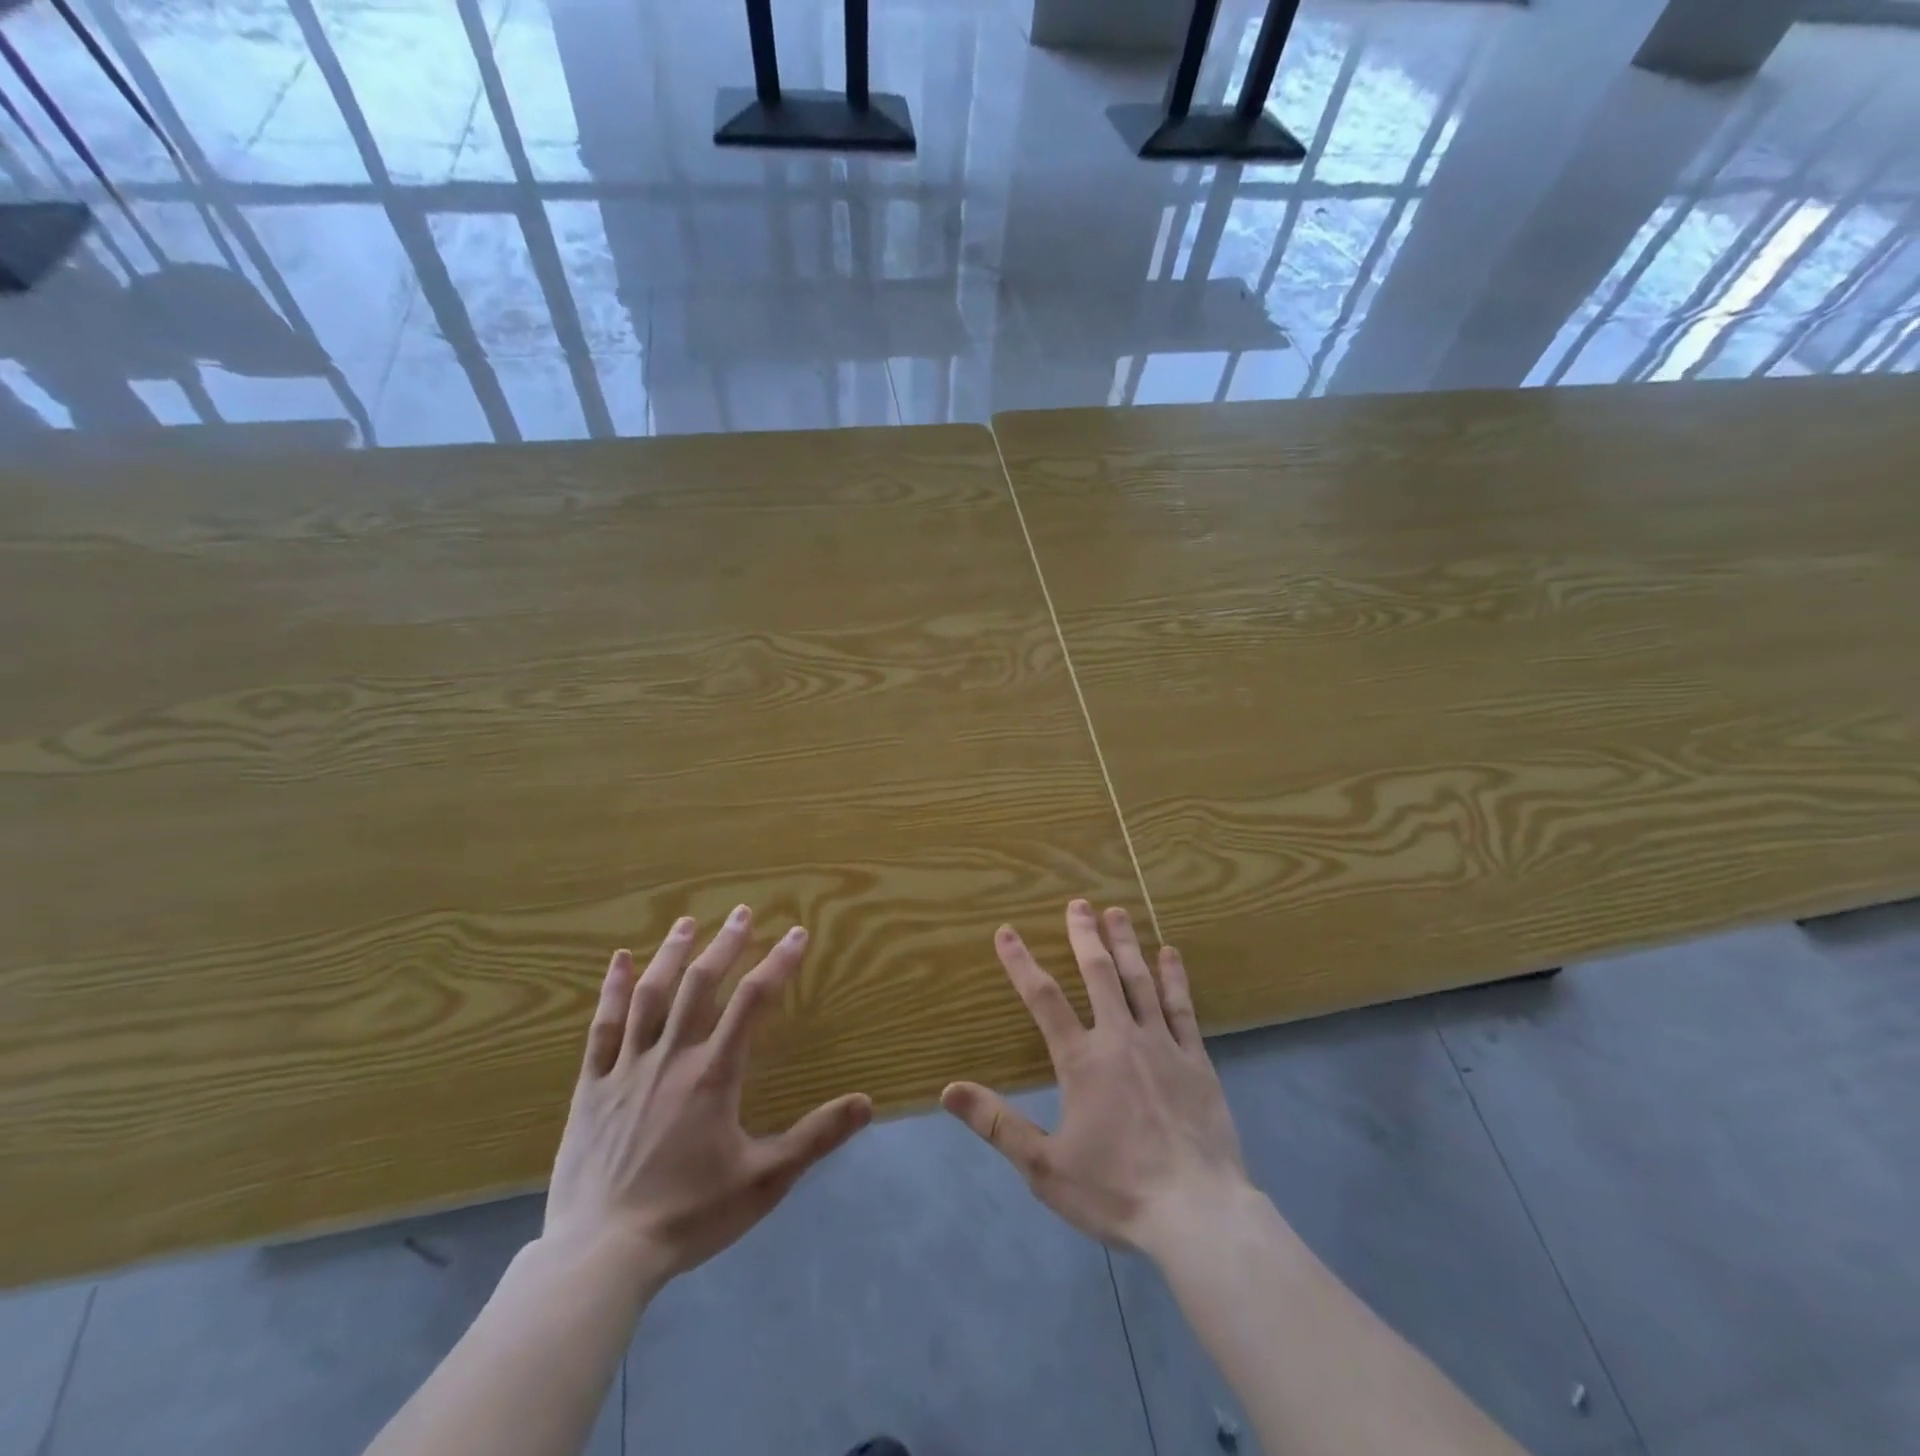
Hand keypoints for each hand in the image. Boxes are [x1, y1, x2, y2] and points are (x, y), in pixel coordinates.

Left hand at [543, 906, 871, 1287]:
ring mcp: (626, 1068)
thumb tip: (867, 1102)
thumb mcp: (765, 1181)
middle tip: (742, 912)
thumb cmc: (688, 1216)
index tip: (797, 934)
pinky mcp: (591, 1086)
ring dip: (672, 954)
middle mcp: (672, 1056)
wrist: (601, 1256)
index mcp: (714, 1074)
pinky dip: (612, 990)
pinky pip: (603, 1027)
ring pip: (651, 996)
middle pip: (701, 985)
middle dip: (725, 944)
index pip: (753, 1001)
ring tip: (687, 922)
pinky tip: (619, 961)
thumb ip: (816, 1137)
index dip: (778, 963)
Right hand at [941, 900, 1248, 1257]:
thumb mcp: (1045, 1167)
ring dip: (1125, 943)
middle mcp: (1119, 1039)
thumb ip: (997, 1124)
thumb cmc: (1115, 1190)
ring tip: (1116, 912)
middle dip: (1084, 936)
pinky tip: (1170, 953)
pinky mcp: (1196, 1059)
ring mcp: (1161, 1045)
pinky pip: (1181, 1007)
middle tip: (1078, 903)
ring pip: (1139, 981)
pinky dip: (1174, 977)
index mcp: (1081, 1061)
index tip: (1006, 931)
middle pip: (1098, 974)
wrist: (1197, 1214)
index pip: (1043, 1000)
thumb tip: (948, 1091)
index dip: (1021, 963)